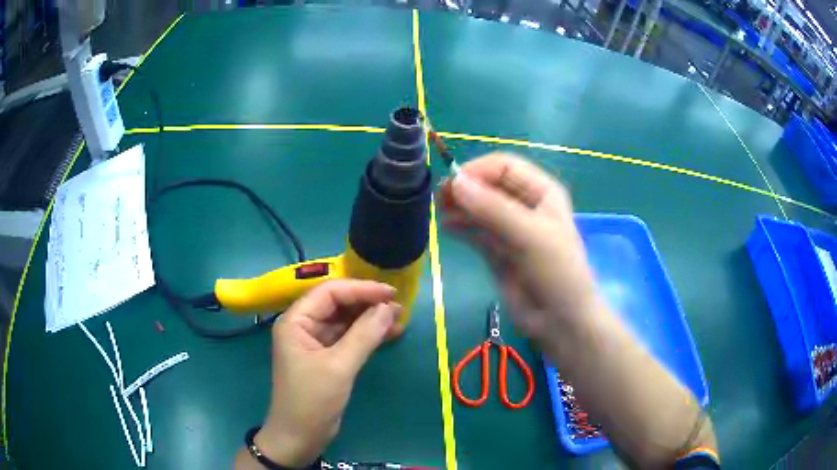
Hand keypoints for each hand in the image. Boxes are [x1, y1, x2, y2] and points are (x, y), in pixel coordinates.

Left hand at [245, 280, 400, 467]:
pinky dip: (368, 335)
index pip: (330, 292)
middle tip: (399, 305)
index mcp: (296, 321)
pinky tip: (390, 334)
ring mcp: (315, 342)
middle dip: (368, 303)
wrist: (300, 437)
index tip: (391, 293)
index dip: (361, 289)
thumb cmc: (312, 400)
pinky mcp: (327, 358)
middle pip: (338, 304)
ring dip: (371, 319)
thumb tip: (389, 307)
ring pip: (346, 321)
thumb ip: (364, 335)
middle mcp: (304, 326)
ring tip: (400, 318)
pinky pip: (349, 338)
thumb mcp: (339, 367)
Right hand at [439, 153, 599, 345]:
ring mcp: (510, 228)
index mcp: (541, 191)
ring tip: (441, 213)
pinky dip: (461, 226)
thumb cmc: (556, 271)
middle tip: (440, 198)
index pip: (504, 166)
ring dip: (460, 206)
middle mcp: (525, 205)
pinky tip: (447, 227)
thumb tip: (455, 183)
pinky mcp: (498, 250)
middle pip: (489, 185)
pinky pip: (475, 230)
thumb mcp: (529, 235)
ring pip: (479, 207)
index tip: (453, 185)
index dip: (478, 171)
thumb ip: (493, 208)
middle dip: (465, 188)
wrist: (560, 320)